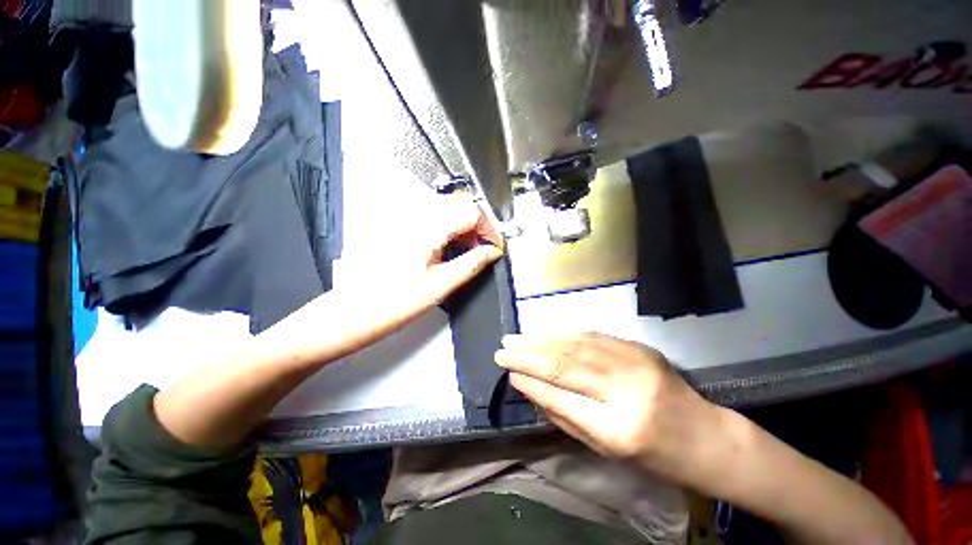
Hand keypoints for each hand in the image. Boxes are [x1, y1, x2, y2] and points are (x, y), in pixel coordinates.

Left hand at [400, 194, 504, 306]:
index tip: (494, 246)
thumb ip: (472, 264)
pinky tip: (450, 249)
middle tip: (484, 249)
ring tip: (468, 252)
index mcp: (427, 229)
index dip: (489, 229)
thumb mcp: (441, 285)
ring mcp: (406, 220)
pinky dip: (449, 230)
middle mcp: (415, 217)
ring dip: (464, 228)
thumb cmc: (390, 302)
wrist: (357, 310)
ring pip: (448, 210)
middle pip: (460, 205)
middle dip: (478, 227)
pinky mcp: (402, 227)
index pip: (471, 211)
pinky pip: (434, 218)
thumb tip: (491, 253)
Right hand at [495, 333, 719, 482]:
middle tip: (502, 351)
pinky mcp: (638, 347)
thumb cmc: (654, 457)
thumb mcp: (605, 450)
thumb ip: (564, 417)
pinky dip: (563, 334)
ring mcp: (635, 362)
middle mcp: (626, 389)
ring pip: (575, 345)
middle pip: (565, 365)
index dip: (530, 382)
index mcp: (618, 429)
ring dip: (540, 340)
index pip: (561, 397)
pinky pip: (592, 336)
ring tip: (515, 339)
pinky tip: (544, 334)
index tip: (508, 373)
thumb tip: (530, 388)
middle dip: (527, 356)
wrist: (707, 437)